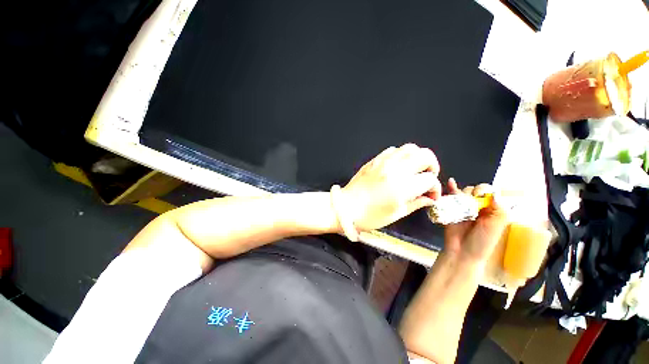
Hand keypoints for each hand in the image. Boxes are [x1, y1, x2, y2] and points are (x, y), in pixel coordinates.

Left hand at [341, 144, 441, 231]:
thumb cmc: (370, 216)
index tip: (431, 195)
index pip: (429, 179)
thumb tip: (430, 198)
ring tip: (415, 169)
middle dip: (432, 166)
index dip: (435, 188)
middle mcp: (395, 170)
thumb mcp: (396, 214)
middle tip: (427, 177)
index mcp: (402, 187)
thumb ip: (416, 203)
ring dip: (418, 157)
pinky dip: (401, 155)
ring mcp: (383, 162)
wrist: (345, 207)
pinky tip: (398, 166)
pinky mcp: (374, 160)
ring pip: (410, 148)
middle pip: (425, 156)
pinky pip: (393, 150)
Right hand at [443, 179, 508, 263]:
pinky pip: (451, 196)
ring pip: (463, 192)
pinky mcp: (451, 209)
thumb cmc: (482, 241)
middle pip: (476, 190)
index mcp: (492, 210)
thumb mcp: (497, 226)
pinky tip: (450, 182)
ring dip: (462, 193)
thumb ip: (499, 209)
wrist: (462, 251)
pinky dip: (451, 188)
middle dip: (473, 192)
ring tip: (461, 201)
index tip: (480, 196)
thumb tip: (492, 193)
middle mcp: (478, 206)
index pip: (490, 193)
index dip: (485, 191)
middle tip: (470, 202)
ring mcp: (463, 207)